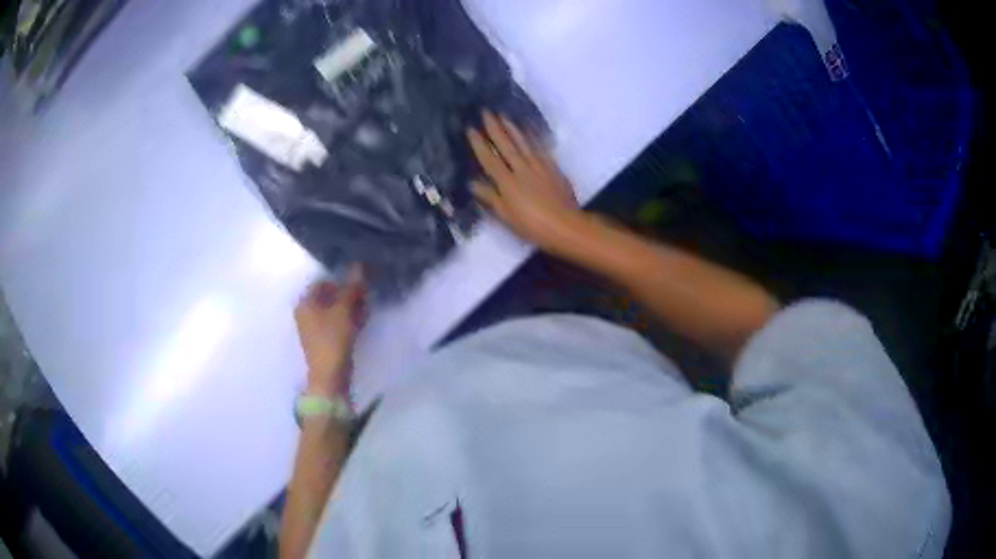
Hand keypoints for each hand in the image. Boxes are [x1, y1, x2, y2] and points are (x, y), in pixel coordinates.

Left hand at [294, 267, 365, 397]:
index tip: (359, 277)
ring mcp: (316, 328)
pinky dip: (350, 318)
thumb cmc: (332, 340)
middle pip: (329, 295)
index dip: (340, 277)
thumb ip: (352, 288)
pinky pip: (338, 322)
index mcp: (305, 303)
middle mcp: (307, 313)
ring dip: (351, 305)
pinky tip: (364, 317)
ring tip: (368, 302)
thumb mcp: (343, 310)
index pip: (322, 281)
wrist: (330, 377)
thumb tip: (359, 266)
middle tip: (366, 289)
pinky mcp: (326, 340)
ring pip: (335, 309)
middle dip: (348, 292)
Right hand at [468, 112, 581, 250]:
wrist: (566, 225)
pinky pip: (539, 147)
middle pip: (506, 145)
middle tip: (486, 112)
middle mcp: (521, 169)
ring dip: (512, 128)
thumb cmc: (533, 226)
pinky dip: (532, 136)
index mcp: (507, 182)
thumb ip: (490, 197)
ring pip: (523, 142)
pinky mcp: (552, 167)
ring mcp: (538, 166)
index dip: (479, 144)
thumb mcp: (506, 216)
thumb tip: (473, 183)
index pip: (489, 159)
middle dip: (494, 128)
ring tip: (504, 115)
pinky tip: (528, 129)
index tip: (471, 129)